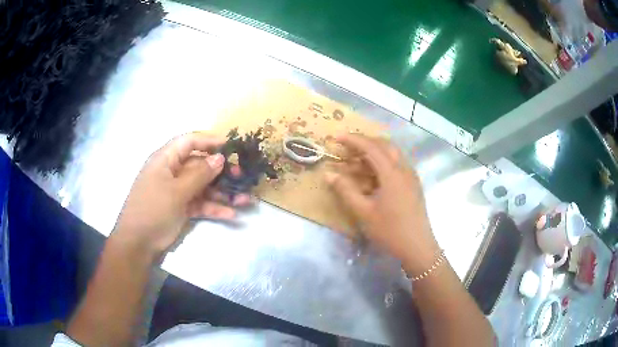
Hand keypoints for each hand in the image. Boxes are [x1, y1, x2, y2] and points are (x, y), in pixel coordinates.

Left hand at [111, 133, 248, 260]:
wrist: (138, 244)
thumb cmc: (153, 210)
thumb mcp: (176, 191)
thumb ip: (199, 174)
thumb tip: (219, 158)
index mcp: (166, 159)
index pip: (190, 141)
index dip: (210, 141)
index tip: (232, 147)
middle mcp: (172, 171)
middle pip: (200, 165)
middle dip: (221, 171)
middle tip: (241, 177)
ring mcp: (177, 190)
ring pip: (203, 186)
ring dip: (222, 193)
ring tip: (244, 200)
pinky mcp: (181, 207)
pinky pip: (200, 203)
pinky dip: (213, 208)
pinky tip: (230, 215)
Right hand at [325, 134, 439, 275]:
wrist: (417, 247)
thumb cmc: (390, 230)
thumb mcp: (364, 212)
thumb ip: (346, 191)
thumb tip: (329, 174)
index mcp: (392, 173)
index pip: (371, 147)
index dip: (353, 140)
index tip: (337, 138)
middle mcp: (404, 169)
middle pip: (385, 145)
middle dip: (365, 142)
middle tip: (347, 148)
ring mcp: (411, 177)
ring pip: (393, 154)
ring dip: (375, 152)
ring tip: (357, 162)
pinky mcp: (414, 185)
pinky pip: (397, 165)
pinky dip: (383, 163)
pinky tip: (373, 176)